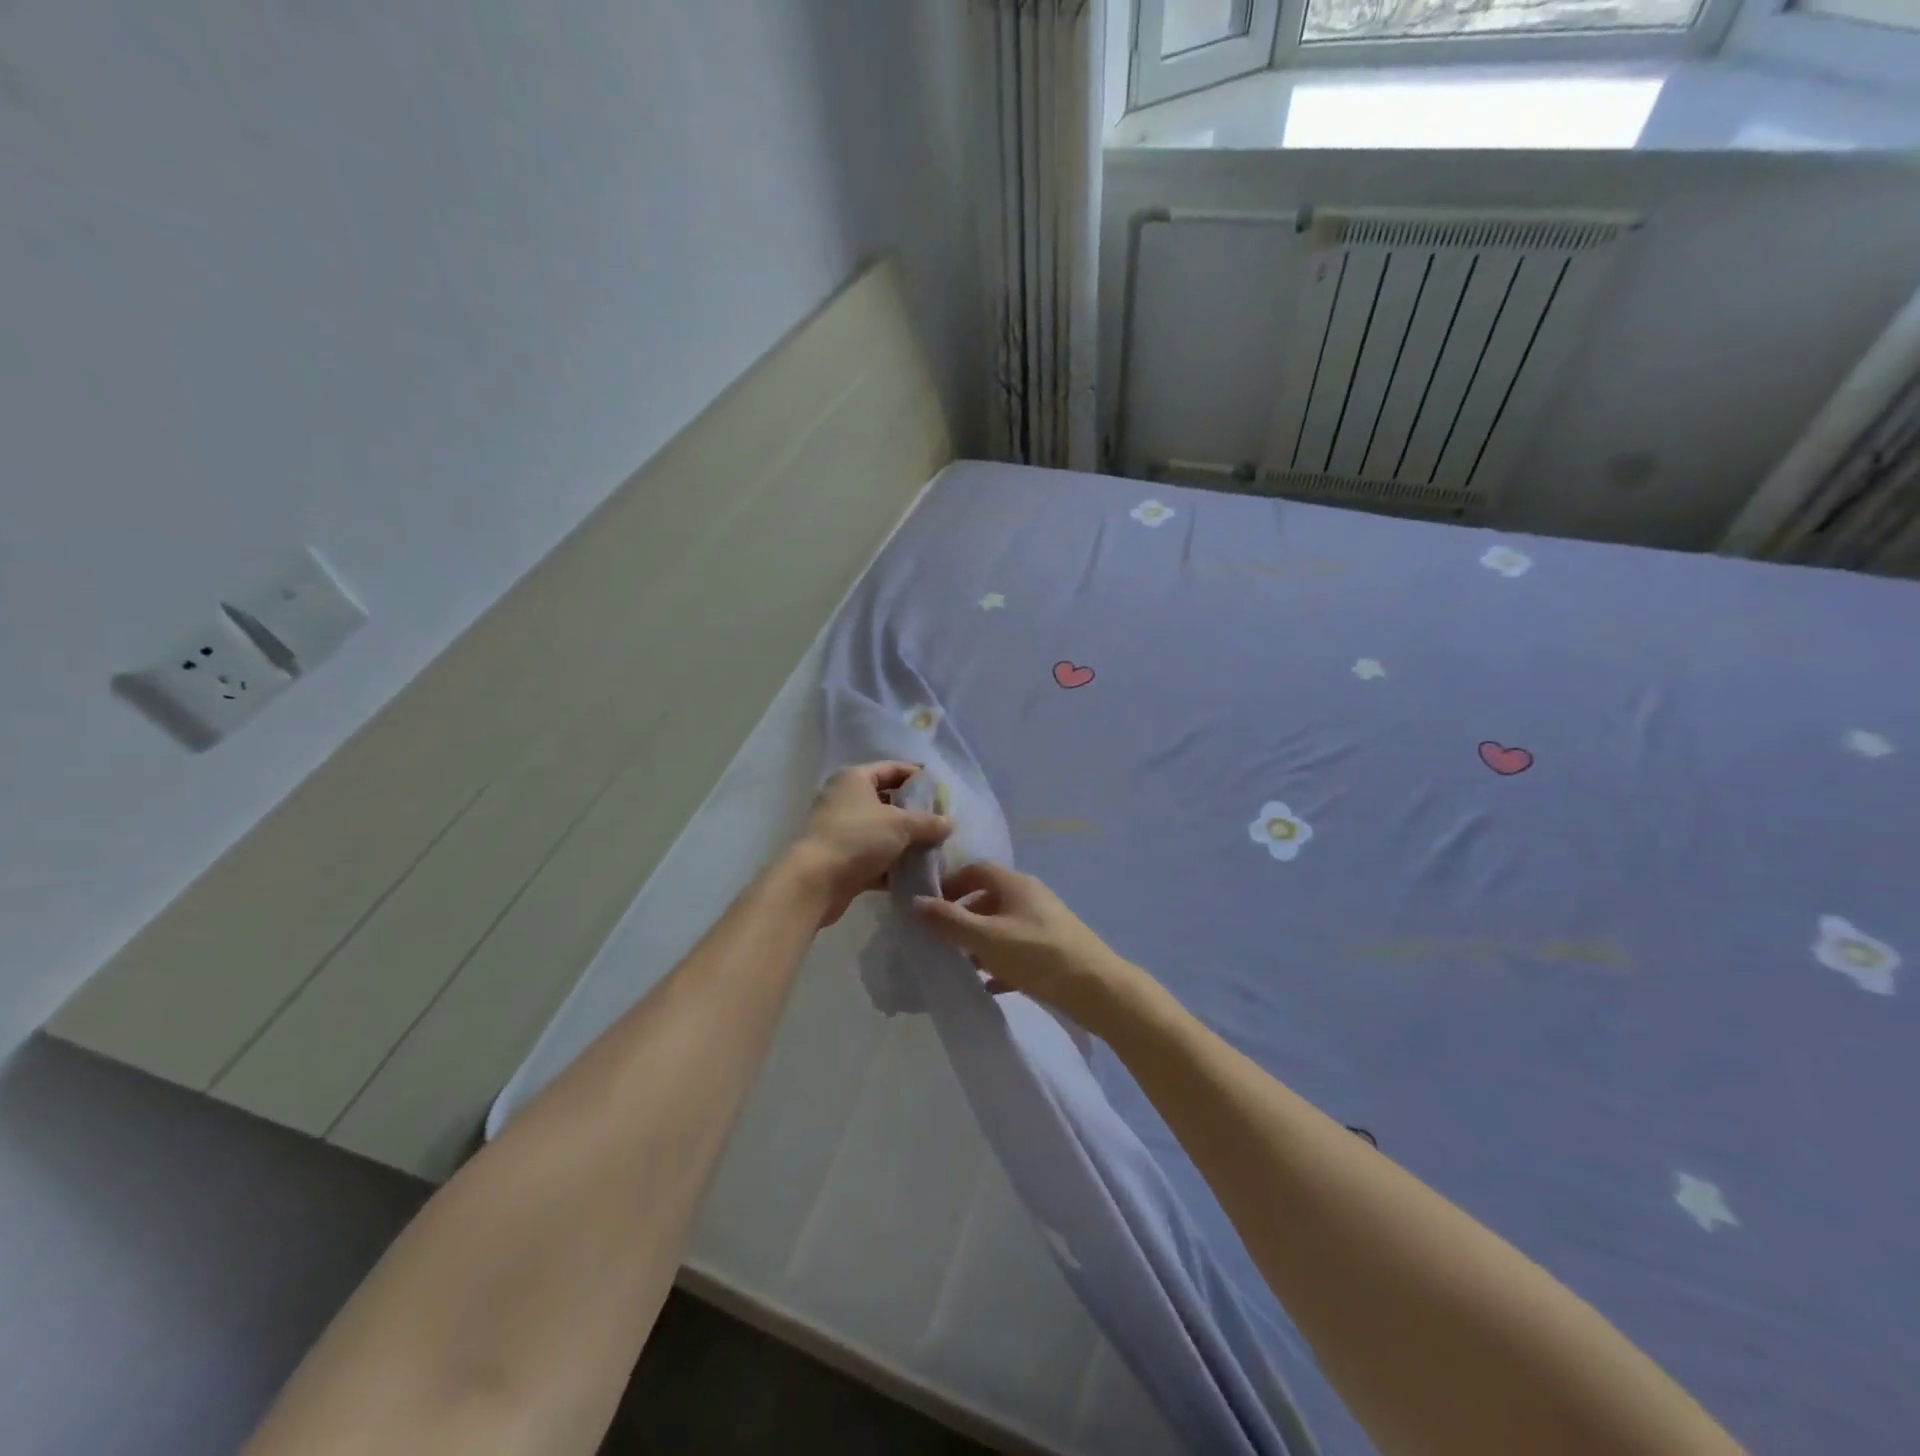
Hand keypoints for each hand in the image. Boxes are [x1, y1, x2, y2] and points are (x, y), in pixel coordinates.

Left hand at [791, 762, 950, 926]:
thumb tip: (949, 823)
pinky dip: (893, 865)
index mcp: (855, 779)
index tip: (942, 789)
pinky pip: (874, 857)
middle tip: (941, 822)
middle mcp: (845, 799)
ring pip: (882, 832)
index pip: (892, 769)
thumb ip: (928, 822)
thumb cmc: (857, 838)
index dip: (917, 777)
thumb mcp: (900, 825)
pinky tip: (916, 874)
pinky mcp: (842, 859)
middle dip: (914, 813)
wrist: (815, 881)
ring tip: (935, 849)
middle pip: (887, 801)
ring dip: (906, 842)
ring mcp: (842, 830)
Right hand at [912, 863, 1144, 1032]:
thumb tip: (916, 901)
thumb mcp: (987, 938)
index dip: (951, 883)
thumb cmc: (1038, 955)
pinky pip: (1018, 950)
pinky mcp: (1053, 949)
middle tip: (940, 937)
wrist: (1097, 989)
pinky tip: (988, 985)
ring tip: (960, 964)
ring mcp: (1044, 923)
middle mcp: (1030, 897)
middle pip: (989, 898)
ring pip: (1003, 926)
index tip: (930, 904)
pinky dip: (1000, 962)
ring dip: (980, 941)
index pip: (977, 870)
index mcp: (1015, 885)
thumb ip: (950, 921)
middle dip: (963, 915)